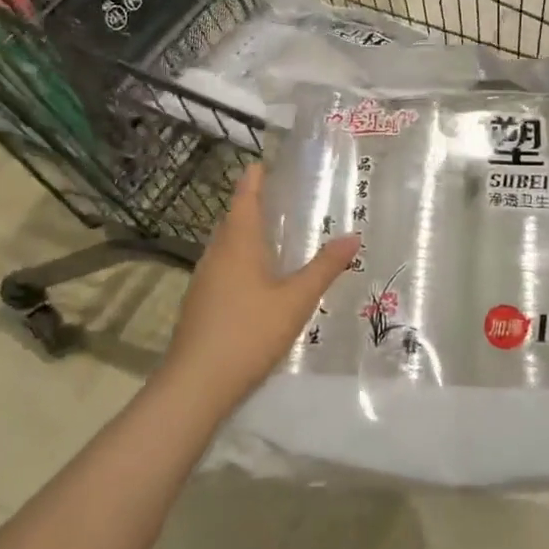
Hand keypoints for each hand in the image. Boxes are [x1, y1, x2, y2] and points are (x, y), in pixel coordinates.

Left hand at [164, 163, 359, 416]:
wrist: (195, 386)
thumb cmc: (248, 332)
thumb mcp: (296, 300)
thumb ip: (324, 268)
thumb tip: (353, 237)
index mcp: (238, 242)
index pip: (244, 197)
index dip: (254, 178)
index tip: (264, 163)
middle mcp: (216, 254)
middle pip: (233, 219)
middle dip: (252, 204)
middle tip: (281, 197)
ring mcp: (203, 280)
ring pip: (226, 245)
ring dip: (246, 233)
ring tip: (274, 234)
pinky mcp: (199, 304)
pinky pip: (222, 267)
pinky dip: (240, 259)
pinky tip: (257, 279)